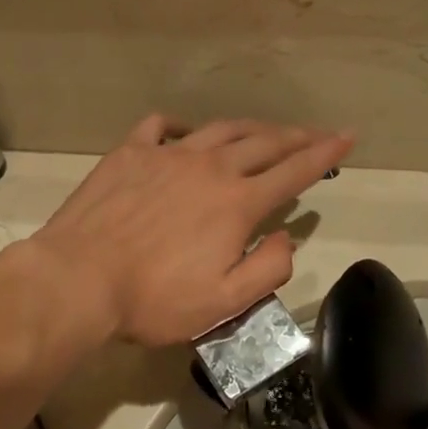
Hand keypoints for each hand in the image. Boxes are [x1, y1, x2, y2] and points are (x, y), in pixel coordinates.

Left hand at [30, 116, 351, 345]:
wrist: (79, 279)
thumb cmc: (153, 299)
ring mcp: (167, 155)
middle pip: (264, 143)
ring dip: (250, 128)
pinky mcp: (129, 154)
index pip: (294, 171)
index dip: (325, 154)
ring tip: (265, 131)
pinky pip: (160, 127)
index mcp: (237, 203)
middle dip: (297, 136)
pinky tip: (186, 133)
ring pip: (220, 130)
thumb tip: (287, 241)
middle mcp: (209, 168)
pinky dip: (181, 126)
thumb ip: (267, 270)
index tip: (348, 137)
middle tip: (316, 133)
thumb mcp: (224, 302)